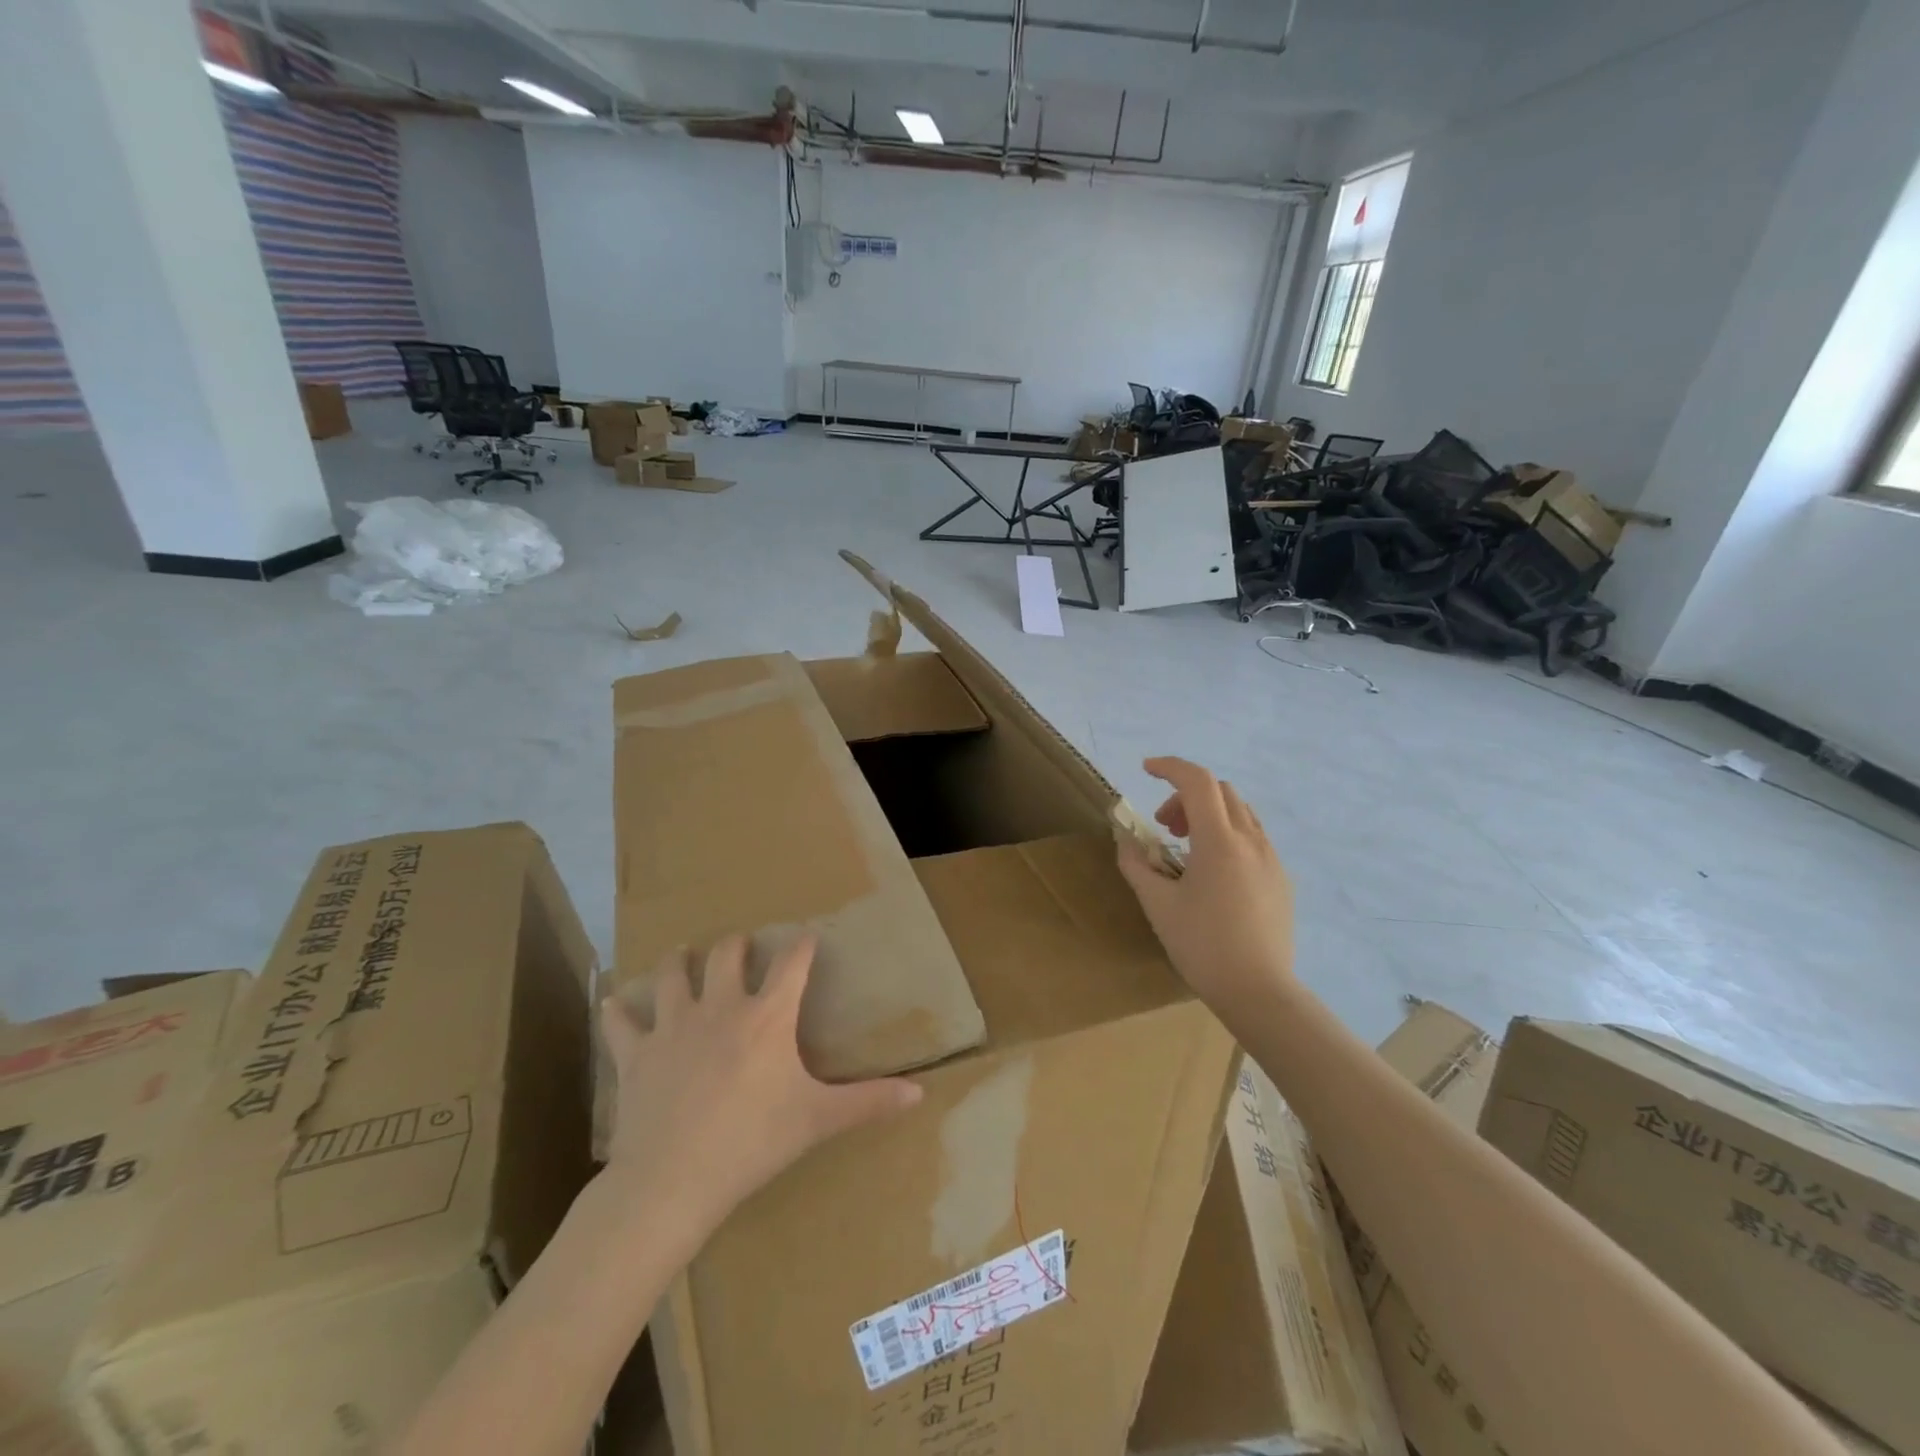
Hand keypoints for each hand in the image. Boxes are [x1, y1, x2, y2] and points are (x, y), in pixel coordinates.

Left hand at [598, 934, 921, 1258]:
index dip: (802, 945)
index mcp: (767, 1016)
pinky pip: (621, 1021)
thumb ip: (869, 1102)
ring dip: (678, 961)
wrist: (672, 1181)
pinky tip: (615, 1001)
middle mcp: (720, 1007)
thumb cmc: (753, 1144)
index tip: (808, 936)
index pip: (792, 962)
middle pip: (727, 954)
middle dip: (737, 944)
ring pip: (673, 974)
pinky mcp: (636, 1053)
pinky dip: (618, 1010)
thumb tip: (920, 1094)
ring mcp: (674, 1026)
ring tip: (682, 954)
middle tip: (741, 946)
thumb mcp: (818, 1120)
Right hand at [1115, 756, 1295, 1011]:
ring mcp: (1271, 858)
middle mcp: (1251, 840)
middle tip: (1165, 827)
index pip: (1197, 781)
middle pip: (1220, 791)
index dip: (1170, 767)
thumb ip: (1137, 865)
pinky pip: (1253, 837)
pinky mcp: (1281, 878)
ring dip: (1209, 814)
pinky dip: (1228, 834)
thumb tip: (1125, 841)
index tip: (1145, 770)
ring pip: (1240, 812)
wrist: (1259, 991)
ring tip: (1187, 848)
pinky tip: (1214, 872)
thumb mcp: (1158, 905)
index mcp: (1219, 841)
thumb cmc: (1202, 946)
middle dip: (1186, 796)